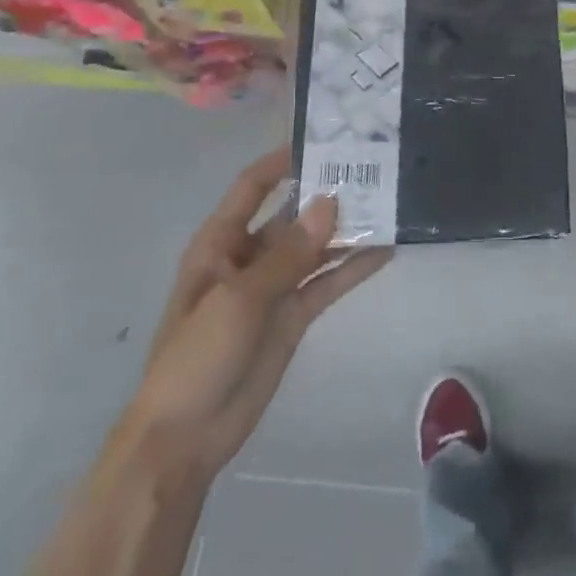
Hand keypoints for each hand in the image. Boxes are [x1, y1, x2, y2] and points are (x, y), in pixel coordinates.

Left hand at [121, 148, 390, 483]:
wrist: (187, 435)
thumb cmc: (197, 356)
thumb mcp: (240, 298)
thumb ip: (289, 253)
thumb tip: (331, 203)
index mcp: (220, 243)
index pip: (253, 188)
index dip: (282, 162)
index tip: (323, 140)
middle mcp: (249, 257)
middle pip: (292, 215)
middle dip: (327, 195)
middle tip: (374, 171)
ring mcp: (274, 287)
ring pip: (315, 248)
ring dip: (346, 231)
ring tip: (389, 205)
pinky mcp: (293, 315)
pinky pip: (327, 283)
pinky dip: (352, 268)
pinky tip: (385, 252)